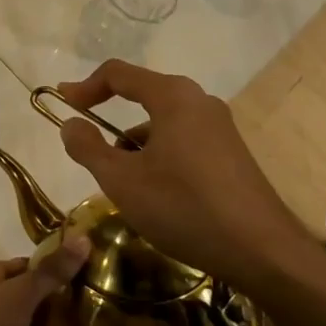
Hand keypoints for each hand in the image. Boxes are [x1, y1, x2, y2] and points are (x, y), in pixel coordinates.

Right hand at [54, 60, 302, 287]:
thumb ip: (88, 148)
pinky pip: (183, 141)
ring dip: (134, 144)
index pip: (118, 74)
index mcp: (173, 97)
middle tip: (88, 147)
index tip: (62, 104)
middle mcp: (199, 102)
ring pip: (163, 123)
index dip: (85, 86)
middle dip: (110, 120)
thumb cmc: (185, 208)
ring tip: (121, 183)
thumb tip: (71, 124)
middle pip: (143, 96)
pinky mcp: (231, 153)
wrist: (263, 252)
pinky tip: (155, 194)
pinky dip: (159, 156)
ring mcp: (220, 127)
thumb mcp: (122, 181)